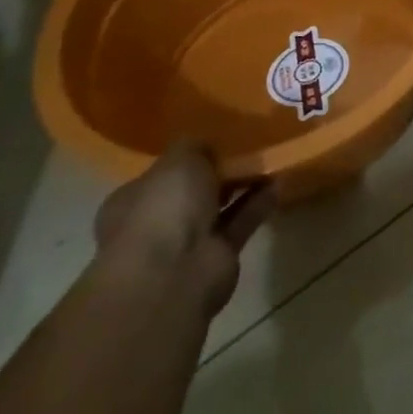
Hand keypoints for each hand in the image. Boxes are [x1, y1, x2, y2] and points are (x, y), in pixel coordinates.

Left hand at [94, 142, 276, 316]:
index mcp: (133, 200)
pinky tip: (279, 181)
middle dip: (218, 172)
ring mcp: (186, 243)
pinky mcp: (217, 256)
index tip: (216, 140)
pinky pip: (241, 221)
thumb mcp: (179, 159)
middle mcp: (156, 223)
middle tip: (249, 146)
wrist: (173, 273)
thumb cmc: (163, 208)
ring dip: (242, 186)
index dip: (187, 157)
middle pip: (192, 192)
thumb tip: (207, 146)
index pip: (160, 175)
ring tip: (271, 159)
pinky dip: (259, 203)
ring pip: (219, 207)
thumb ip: (195, 147)